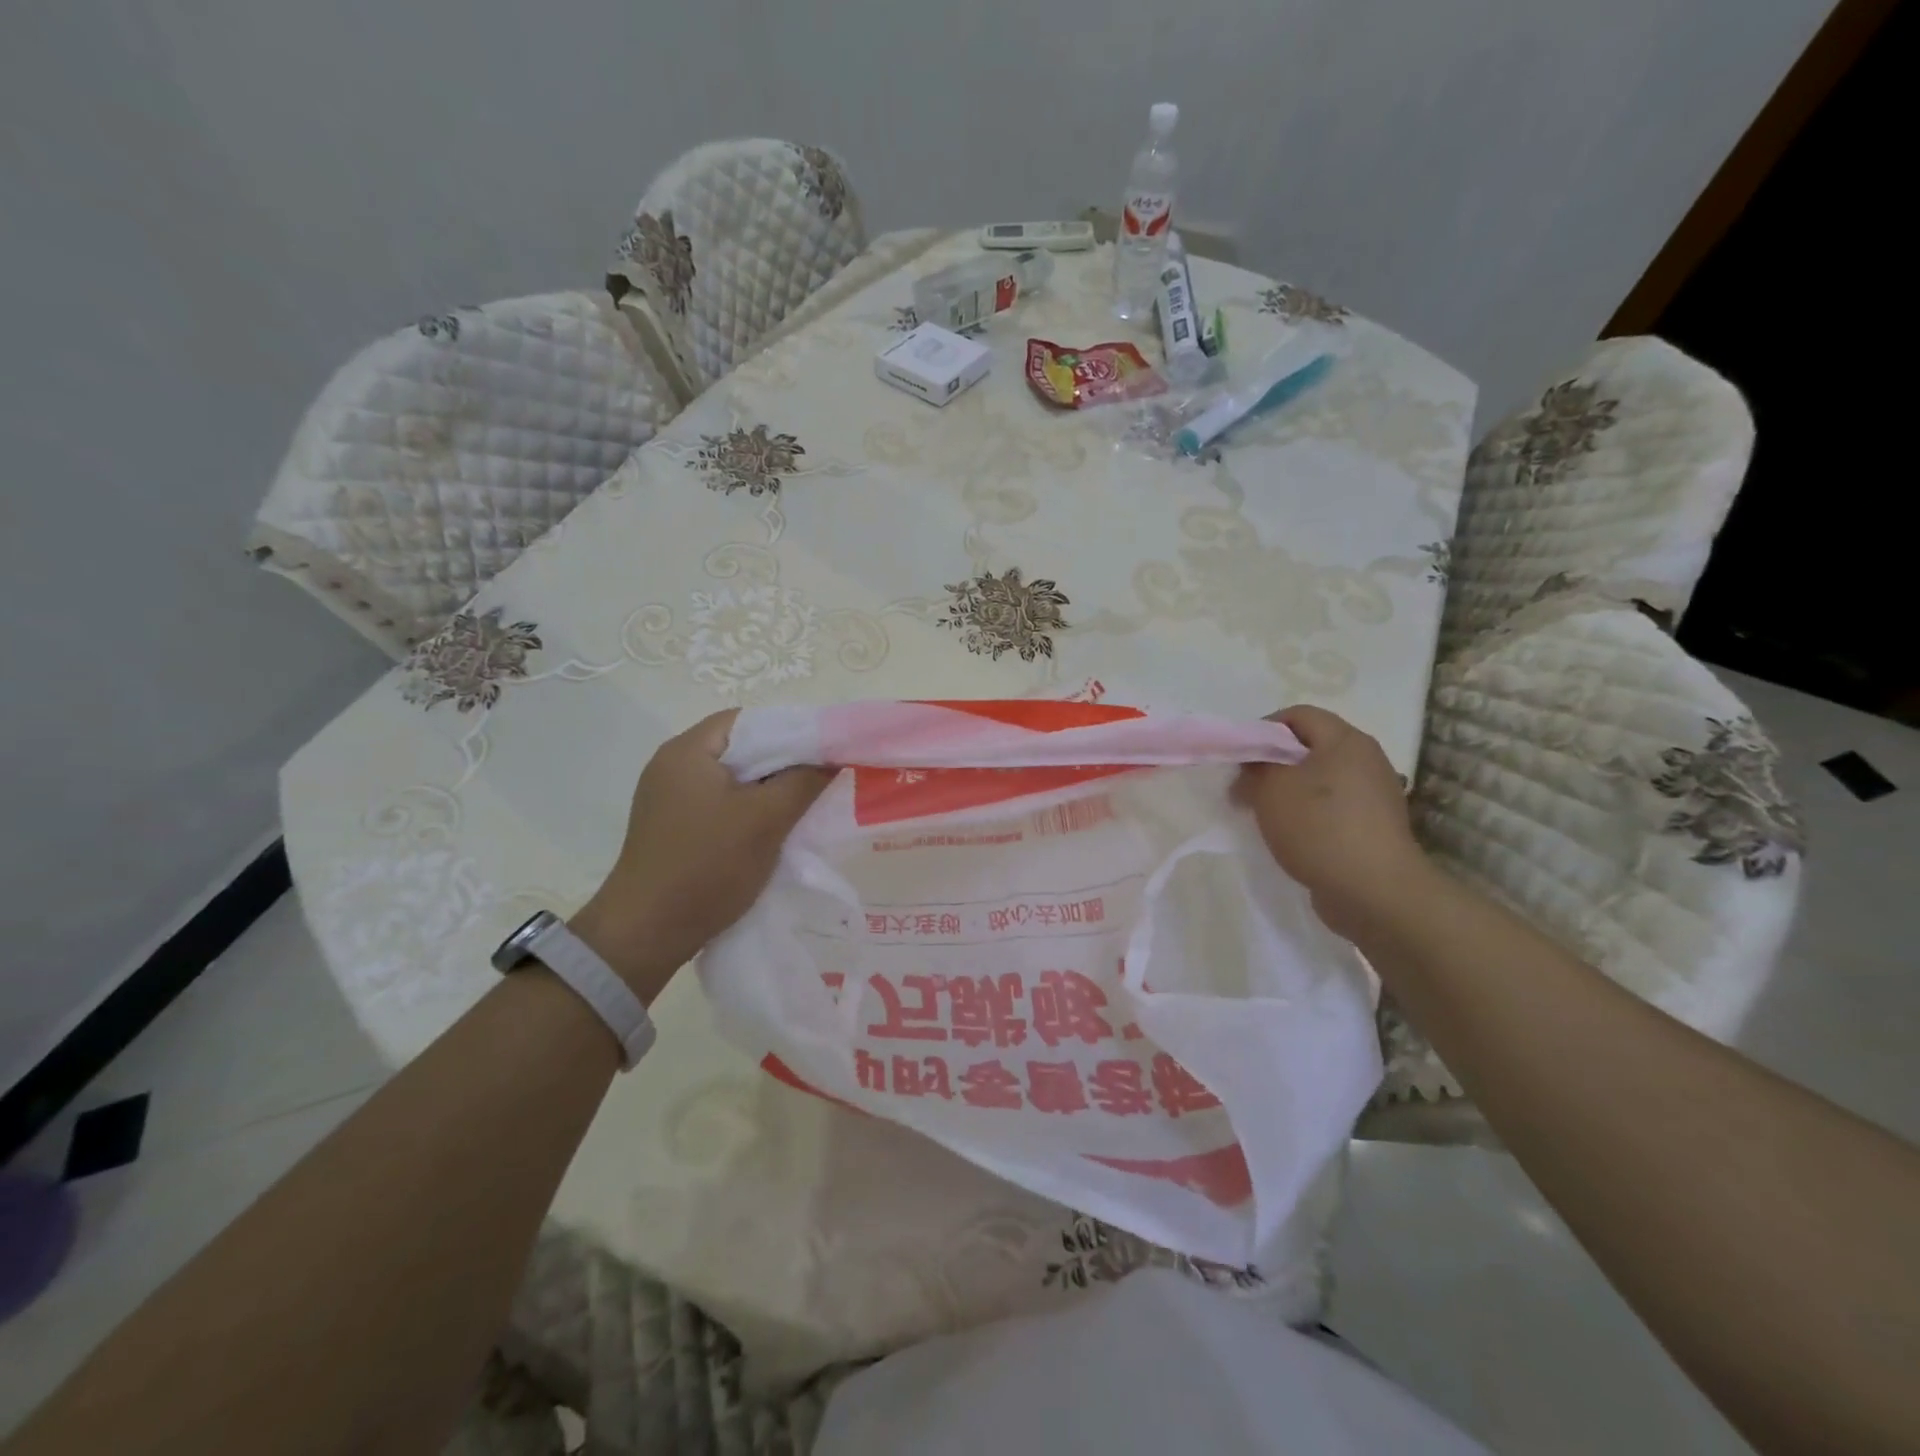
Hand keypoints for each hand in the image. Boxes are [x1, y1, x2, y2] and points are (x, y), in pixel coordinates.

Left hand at [569, 711, 833, 999]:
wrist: (646, 933)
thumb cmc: (707, 865)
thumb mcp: (766, 819)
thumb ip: (804, 781)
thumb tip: (832, 758)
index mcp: (687, 750)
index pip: (748, 720)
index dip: (790, 730)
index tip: (823, 752)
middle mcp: (672, 766)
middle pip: (740, 749)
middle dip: (782, 763)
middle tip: (819, 779)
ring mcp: (668, 799)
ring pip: (731, 780)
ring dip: (766, 790)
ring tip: (802, 806)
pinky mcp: (671, 828)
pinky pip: (719, 805)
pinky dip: (747, 811)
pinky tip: (770, 831)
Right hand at [1234, 705, 1429, 939]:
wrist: (1374, 892)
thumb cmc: (1319, 828)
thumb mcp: (1271, 789)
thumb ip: (1255, 766)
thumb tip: (1254, 764)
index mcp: (1345, 740)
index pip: (1298, 715)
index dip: (1263, 728)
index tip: (1239, 756)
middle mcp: (1366, 759)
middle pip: (1309, 746)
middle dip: (1272, 763)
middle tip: (1245, 788)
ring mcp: (1375, 794)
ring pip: (1319, 778)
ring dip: (1287, 790)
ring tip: (1263, 814)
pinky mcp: (1374, 825)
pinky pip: (1332, 806)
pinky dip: (1307, 813)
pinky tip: (1290, 834)